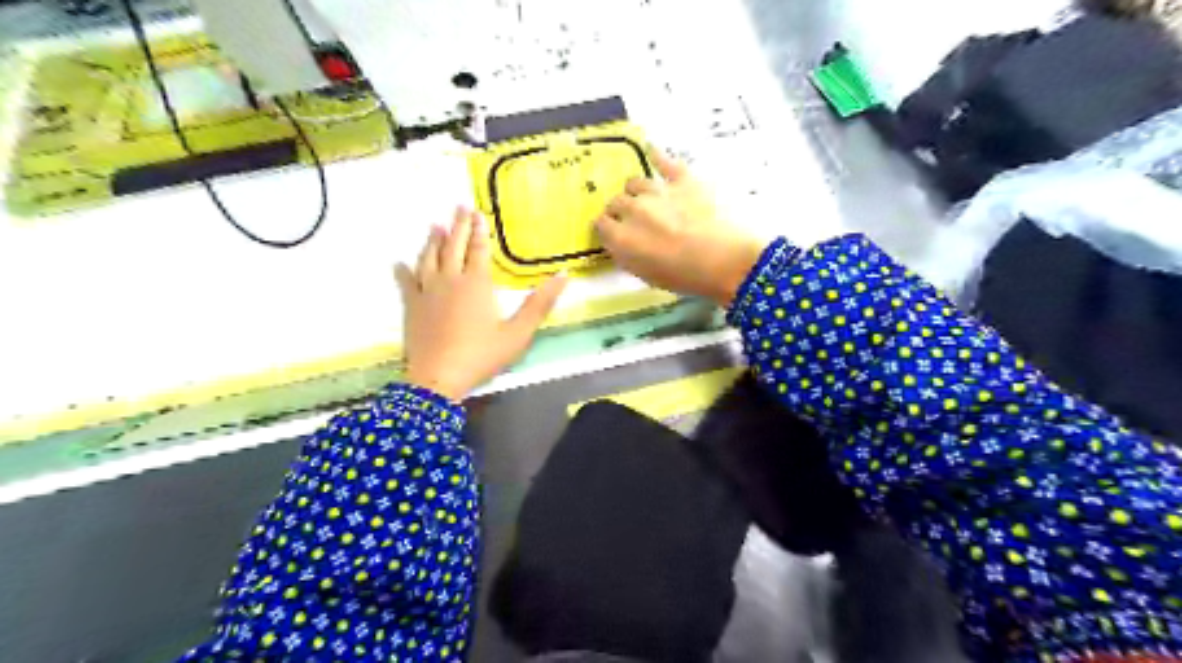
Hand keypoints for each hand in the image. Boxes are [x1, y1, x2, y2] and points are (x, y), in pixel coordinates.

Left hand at [394, 210, 569, 401]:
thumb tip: (563, 276)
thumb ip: (540, 304)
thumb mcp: (518, 333)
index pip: (478, 250)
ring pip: (428, 258)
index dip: (479, 232)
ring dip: (432, 241)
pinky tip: (399, 263)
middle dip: (457, 226)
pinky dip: (403, 271)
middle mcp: (450, 280)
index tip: (478, 213)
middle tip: (458, 207)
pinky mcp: (412, 306)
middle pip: (452, 246)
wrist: (439, 378)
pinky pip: (406, 283)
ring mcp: (427, 292)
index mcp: (476, 284)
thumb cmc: (482, 355)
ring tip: (435, 225)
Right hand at [592, 149, 766, 304]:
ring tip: (647, 198)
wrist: (725, 260)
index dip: (607, 228)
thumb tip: (620, 243)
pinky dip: (657, 156)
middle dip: (621, 210)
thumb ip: (628, 255)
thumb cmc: (685, 277)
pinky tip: (652, 150)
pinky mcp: (682, 179)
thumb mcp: (647, 276)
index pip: (601, 224)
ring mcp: (657, 191)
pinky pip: (664, 161)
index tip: (615, 232)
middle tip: (635, 220)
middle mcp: (632, 210)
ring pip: (635, 182)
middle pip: (616, 202)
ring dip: (637, 191)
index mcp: (621, 238)